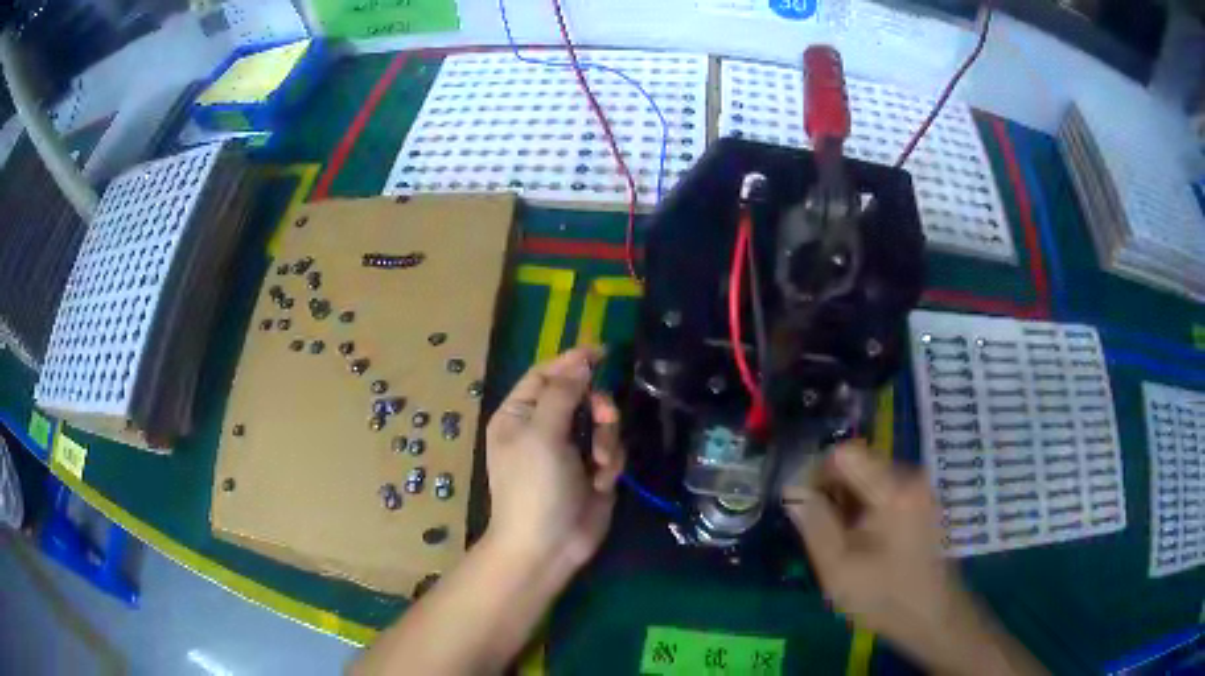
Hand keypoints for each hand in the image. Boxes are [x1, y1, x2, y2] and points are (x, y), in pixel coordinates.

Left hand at [483, 346, 626, 572]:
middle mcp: (543, 428)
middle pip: (580, 395)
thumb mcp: (543, 434)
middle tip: (604, 419)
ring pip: (601, 422)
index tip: (603, 352)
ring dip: (606, 439)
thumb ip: (563, 392)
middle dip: (597, 407)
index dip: (572, 362)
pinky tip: (601, 483)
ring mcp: (569, 451)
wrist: (548, 546)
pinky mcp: (593, 470)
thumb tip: (579, 357)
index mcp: (519, 415)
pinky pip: (612, 449)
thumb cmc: (534, 487)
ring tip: (600, 464)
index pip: (546, 375)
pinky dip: (610, 463)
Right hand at [783, 443, 960, 649]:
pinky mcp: (922, 501)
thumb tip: (792, 492)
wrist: (933, 616)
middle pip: (859, 463)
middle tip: (818, 528)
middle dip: (832, 490)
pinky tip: (860, 540)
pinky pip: (884, 489)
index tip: (802, 505)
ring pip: (870, 477)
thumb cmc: (885, 596)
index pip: (845, 453)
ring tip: (838, 539)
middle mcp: (911, 476)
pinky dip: (865, 507)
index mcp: (893, 489)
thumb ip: (814, 525)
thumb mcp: (838, 568)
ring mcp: (920, 488)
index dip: (816, 473)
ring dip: (847, 501)